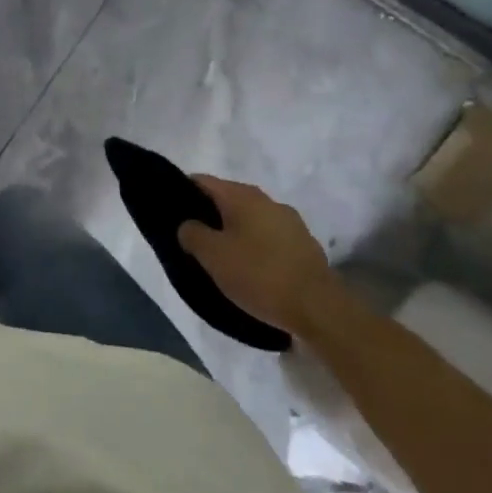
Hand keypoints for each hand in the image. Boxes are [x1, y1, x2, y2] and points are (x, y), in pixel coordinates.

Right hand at [180, 176, 335, 335]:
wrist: (320, 311)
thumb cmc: (259, 275)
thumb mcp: (211, 255)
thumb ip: (191, 233)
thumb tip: (189, 226)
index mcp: (243, 196)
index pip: (202, 181)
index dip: (183, 192)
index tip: (171, 212)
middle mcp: (268, 201)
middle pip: (228, 200)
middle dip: (209, 215)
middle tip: (193, 239)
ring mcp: (292, 224)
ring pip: (250, 220)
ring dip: (234, 233)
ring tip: (221, 258)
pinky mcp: (306, 247)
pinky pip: (270, 239)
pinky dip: (256, 248)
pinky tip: (251, 271)